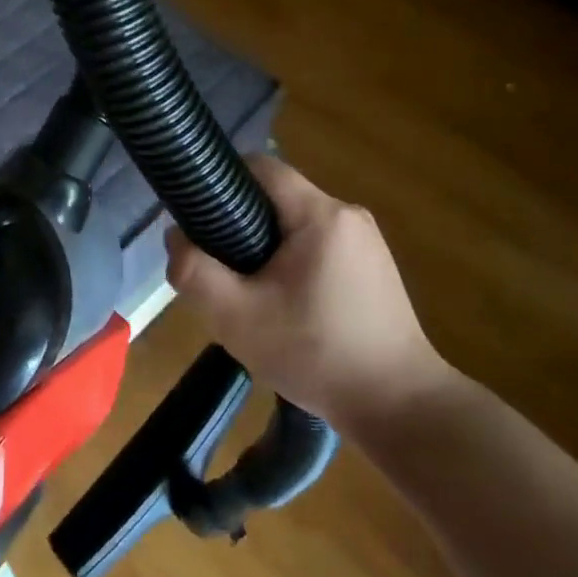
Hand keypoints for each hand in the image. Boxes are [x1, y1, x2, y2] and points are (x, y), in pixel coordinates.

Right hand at [165, 155, 450, 437]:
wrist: (400, 410)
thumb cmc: (316, 354)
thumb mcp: (236, 317)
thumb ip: (194, 271)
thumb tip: (176, 236)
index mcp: (320, 214)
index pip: (260, 166)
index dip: (221, 181)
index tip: (198, 217)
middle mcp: (348, 215)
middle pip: (276, 197)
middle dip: (239, 223)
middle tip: (219, 266)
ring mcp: (366, 242)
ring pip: (295, 223)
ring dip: (265, 246)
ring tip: (248, 290)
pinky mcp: (374, 267)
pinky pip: (317, 245)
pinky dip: (291, 261)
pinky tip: (285, 304)